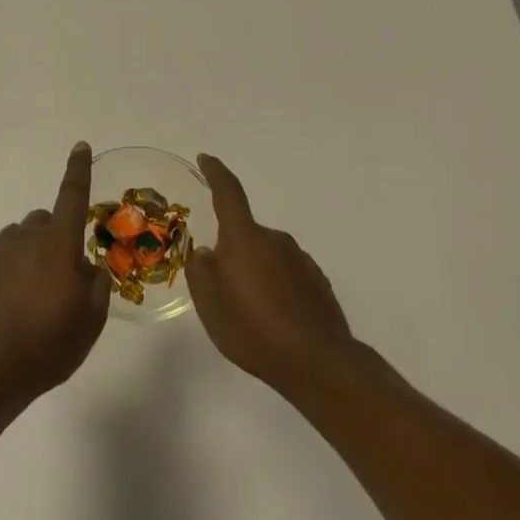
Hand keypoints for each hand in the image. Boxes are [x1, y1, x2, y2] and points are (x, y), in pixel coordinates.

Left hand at [0, 142, 111, 412]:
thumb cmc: (50, 345)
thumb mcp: (92, 320)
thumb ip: (96, 284)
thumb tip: (87, 267)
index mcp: (60, 245)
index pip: (73, 196)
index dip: (79, 170)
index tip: (80, 146)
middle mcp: (28, 237)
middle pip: (45, 219)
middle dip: (55, 236)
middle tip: (60, 275)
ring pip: (19, 235)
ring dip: (28, 250)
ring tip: (30, 289)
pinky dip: (2, 261)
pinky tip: (3, 289)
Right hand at [187, 153, 354, 396]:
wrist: (317, 361)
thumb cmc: (254, 331)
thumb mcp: (211, 306)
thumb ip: (202, 273)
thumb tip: (206, 252)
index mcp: (245, 239)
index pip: (229, 194)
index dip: (216, 173)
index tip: (206, 158)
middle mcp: (275, 240)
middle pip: (245, 234)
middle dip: (231, 252)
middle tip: (220, 287)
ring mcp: (300, 259)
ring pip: (265, 256)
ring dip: (254, 272)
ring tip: (247, 310)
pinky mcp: (317, 280)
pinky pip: (285, 273)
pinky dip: (274, 286)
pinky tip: (272, 318)